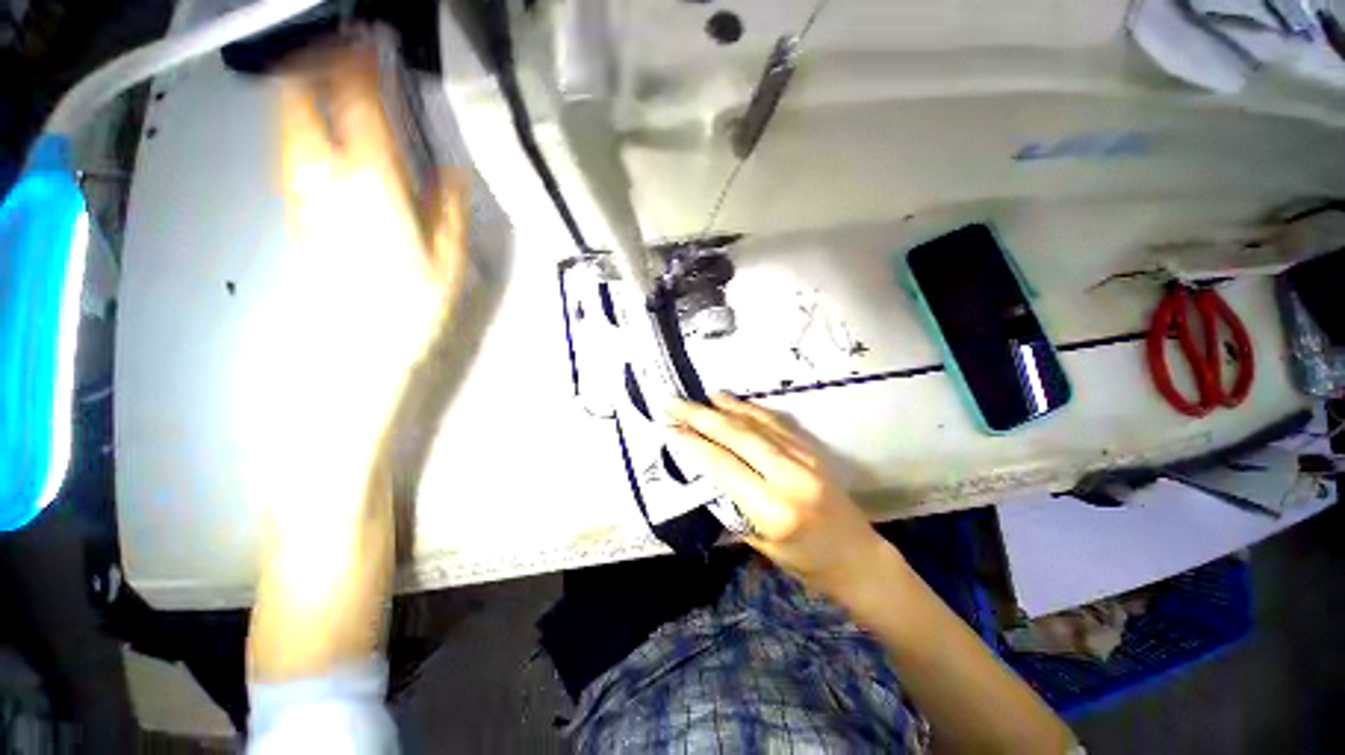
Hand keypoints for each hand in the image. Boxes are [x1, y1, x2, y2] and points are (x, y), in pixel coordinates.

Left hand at [278, 33, 469, 361]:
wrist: (362, 340)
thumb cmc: (414, 302)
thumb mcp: (449, 257)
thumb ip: (447, 207)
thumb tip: (451, 168)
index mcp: (374, 185)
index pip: (357, 105)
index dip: (359, 66)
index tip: (369, 44)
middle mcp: (328, 177)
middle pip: (300, 100)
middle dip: (315, 64)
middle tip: (337, 49)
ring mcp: (304, 192)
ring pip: (287, 121)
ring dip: (301, 88)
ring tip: (323, 75)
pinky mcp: (295, 209)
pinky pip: (288, 151)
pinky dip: (297, 124)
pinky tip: (313, 125)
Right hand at [666, 394, 888, 594]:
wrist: (859, 557)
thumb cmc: (806, 563)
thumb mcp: (760, 543)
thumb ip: (731, 505)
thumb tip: (703, 471)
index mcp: (774, 510)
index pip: (723, 466)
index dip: (693, 445)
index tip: (669, 429)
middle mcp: (790, 477)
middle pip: (737, 437)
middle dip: (701, 417)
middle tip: (673, 404)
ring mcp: (804, 458)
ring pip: (755, 424)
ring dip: (723, 408)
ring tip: (697, 398)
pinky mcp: (811, 449)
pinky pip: (774, 422)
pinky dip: (749, 409)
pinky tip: (730, 401)